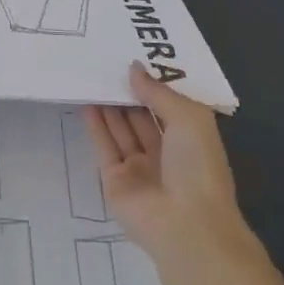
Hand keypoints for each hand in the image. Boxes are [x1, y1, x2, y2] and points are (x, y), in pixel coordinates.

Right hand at [84, 63, 245, 264]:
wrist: (186, 226)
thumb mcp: (188, 118)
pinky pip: (104, 147)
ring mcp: (139, 169)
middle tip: (106, 63)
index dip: (152, 84)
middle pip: (141, 117)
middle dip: (127, 93)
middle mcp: (165, 154)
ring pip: (121, 130)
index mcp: (190, 140)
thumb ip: (157, 91)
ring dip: (109, 106)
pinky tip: (86, 102)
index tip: (133, 58)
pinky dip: (95, 126)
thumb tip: (133, 68)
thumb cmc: (197, 166)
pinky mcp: (115, 181)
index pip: (168, 107)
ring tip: (92, 76)